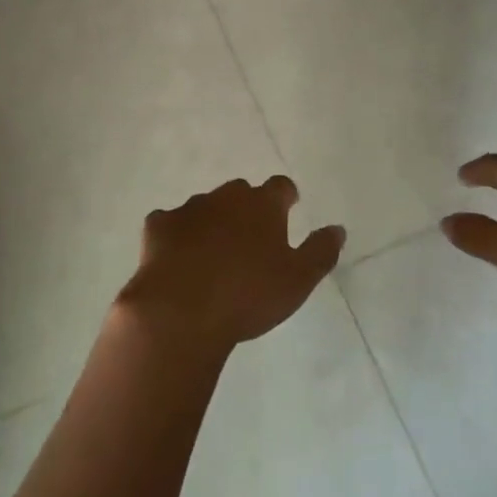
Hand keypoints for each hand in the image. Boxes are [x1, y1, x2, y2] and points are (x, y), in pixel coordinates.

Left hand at [117, 176, 344, 354]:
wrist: (180, 310)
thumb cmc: (248, 295)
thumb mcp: (298, 281)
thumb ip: (320, 251)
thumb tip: (338, 228)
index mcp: (263, 205)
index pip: (281, 187)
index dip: (286, 197)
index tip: (289, 207)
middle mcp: (227, 197)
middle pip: (241, 193)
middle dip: (247, 208)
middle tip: (251, 237)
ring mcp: (190, 208)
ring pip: (206, 207)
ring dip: (212, 222)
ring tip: (214, 253)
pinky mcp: (159, 226)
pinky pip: (171, 223)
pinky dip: (176, 235)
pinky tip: (176, 257)